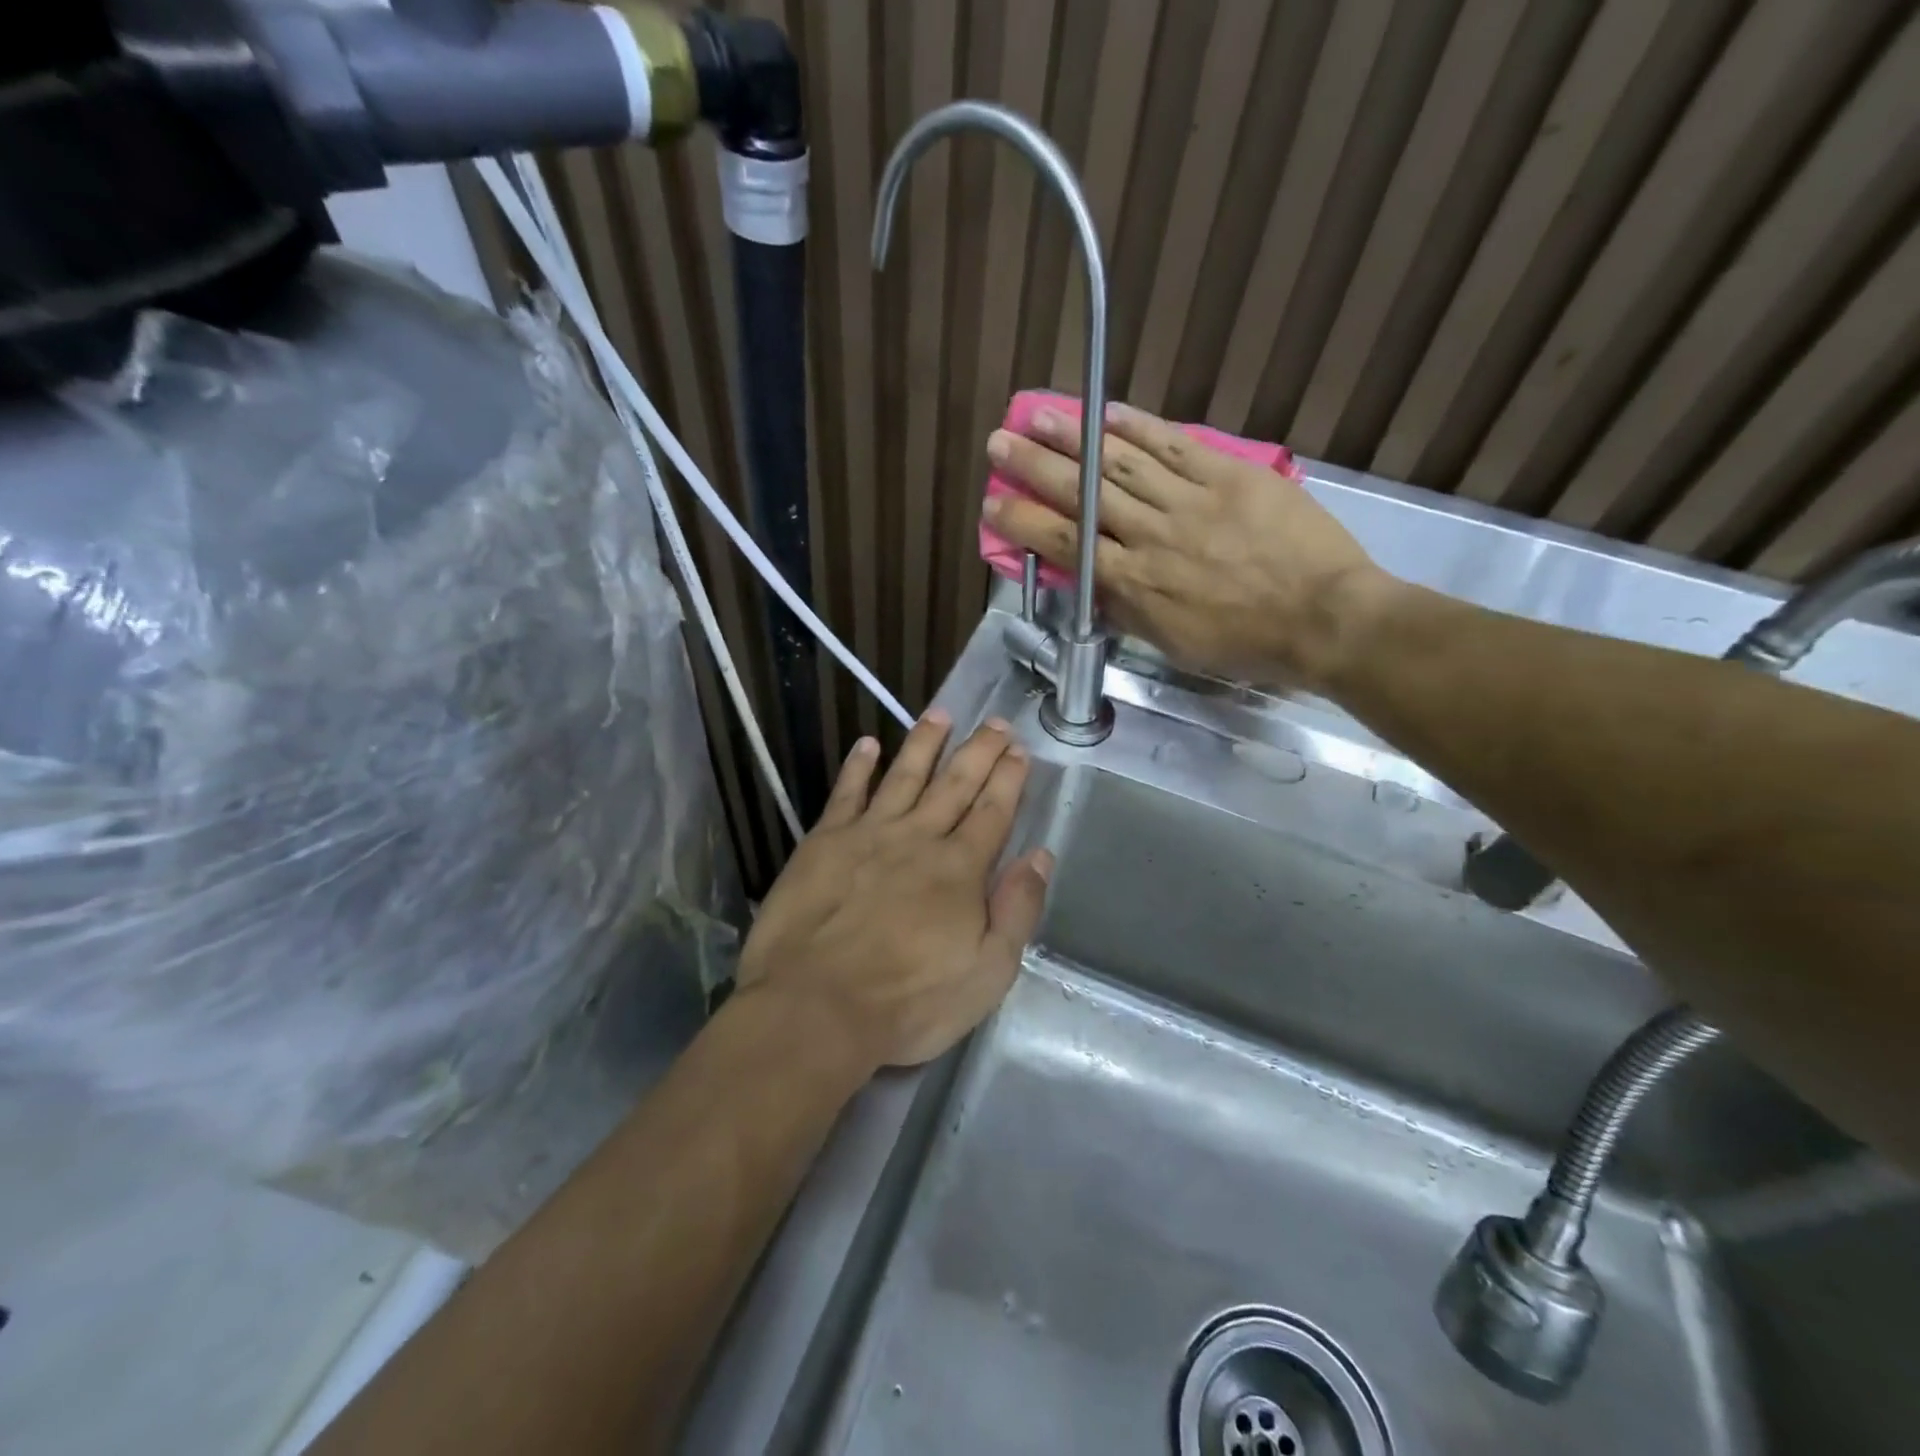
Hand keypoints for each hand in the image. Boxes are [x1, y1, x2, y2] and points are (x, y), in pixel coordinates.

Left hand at [735, 713, 1051, 1070]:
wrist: (814, 1008)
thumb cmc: (907, 1002)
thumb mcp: (986, 973)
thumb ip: (1017, 910)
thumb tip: (1040, 856)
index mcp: (959, 870)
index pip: (992, 812)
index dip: (1008, 778)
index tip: (1019, 749)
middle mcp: (918, 839)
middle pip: (955, 784)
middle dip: (979, 750)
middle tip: (995, 722)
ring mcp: (868, 835)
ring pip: (904, 776)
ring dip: (925, 743)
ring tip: (941, 713)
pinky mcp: (824, 842)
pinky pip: (846, 793)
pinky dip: (858, 767)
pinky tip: (867, 745)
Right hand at [984, 402, 1390, 690]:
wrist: (1323, 618)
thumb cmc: (1245, 643)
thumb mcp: (1172, 642)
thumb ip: (1127, 609)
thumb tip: (1092, 584)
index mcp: (1134, 582)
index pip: (1064, 544)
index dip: (1023, 521)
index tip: (994, 502)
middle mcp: (1150, 534)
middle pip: (1082, 494)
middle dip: (1034, 466)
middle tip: (1000, 442)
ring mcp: (1189, 500)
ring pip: (1120, 463)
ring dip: (1074, 436)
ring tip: (1038, 413)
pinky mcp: (1228, 475)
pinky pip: (1174, 446)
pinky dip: (1138, 427)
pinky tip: (1107, 412)